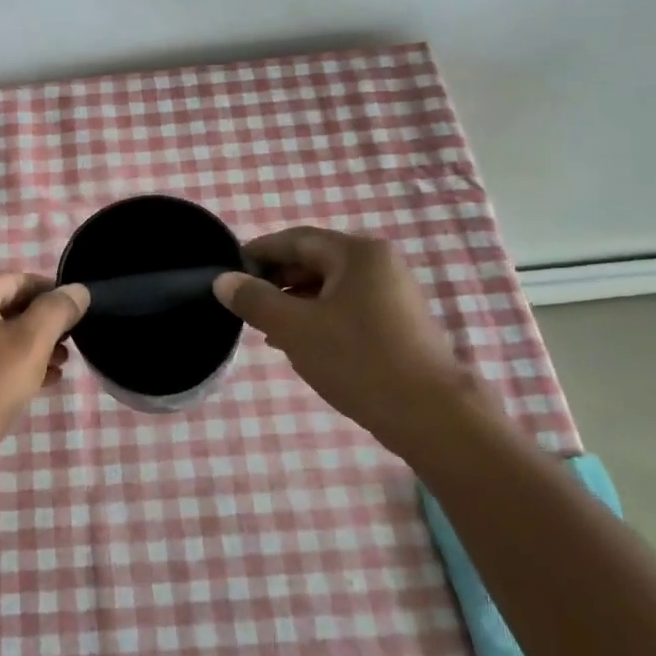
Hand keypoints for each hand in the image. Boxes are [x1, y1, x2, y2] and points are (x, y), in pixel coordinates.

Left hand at [0, 273, 87, 465]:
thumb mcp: (31, 344)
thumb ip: (57, 310)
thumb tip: (78, 289)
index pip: (21, 280)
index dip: (54, 297)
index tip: (79, 320)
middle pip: (7, 306)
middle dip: (42, 326)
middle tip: (70, 349)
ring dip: (29, 347)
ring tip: (59, 369)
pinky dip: (8, 363)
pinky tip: (35, 384)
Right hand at [213, 227, 466, 432]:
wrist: (431, 416)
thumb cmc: (359, 361)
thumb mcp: (295, 329)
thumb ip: (255, 300)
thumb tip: (224, 280)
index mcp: (357, 253)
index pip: (295, 240)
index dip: (258, 253)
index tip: (229, 272)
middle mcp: (379, 264)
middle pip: (314, 261)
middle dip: (276, 281)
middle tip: (246, 305)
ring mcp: (393, 294)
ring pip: (330, 287)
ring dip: (295, 303)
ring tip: (266, 329)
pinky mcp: (398, 323)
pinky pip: (347, 307)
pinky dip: (319, 318)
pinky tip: (299, 344)